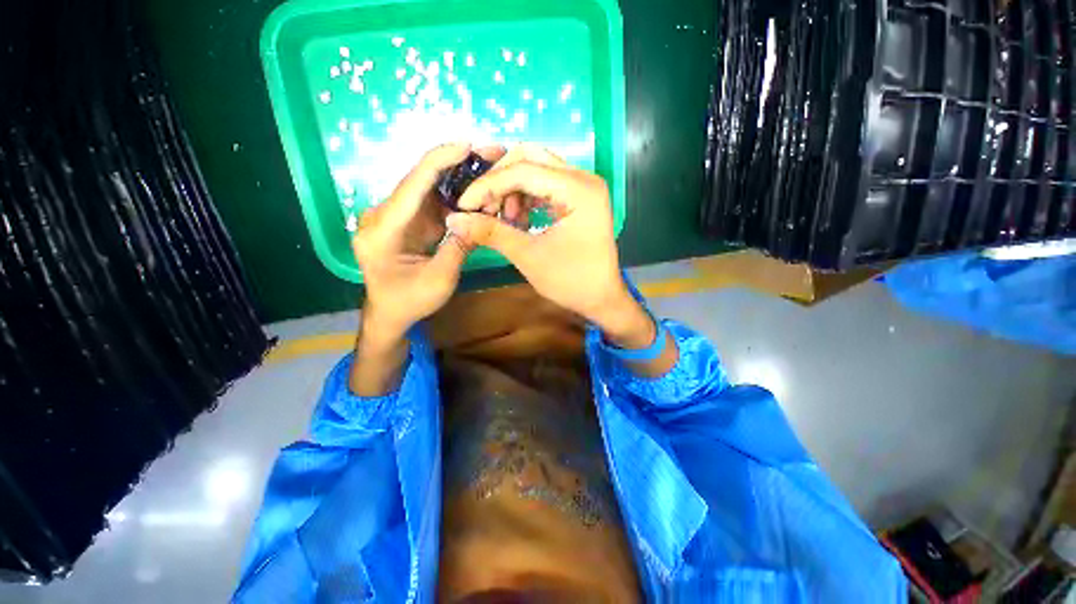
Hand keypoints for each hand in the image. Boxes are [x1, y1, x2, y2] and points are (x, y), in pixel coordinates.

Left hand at [353, 143, 504, 336]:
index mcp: (383, 229)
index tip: (468, 145)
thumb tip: (478, 219)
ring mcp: (397, 216)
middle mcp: (385, 215)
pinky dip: (456, 197)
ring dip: (459, 178)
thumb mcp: (438, 281)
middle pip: (421, 179)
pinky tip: (477, 192)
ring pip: (430, 188)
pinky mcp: (409, 222)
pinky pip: (434, 202)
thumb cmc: (409, 302)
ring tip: (489, 169)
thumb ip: (458, 248)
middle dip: (456, 164)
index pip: (413, 184)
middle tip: (490, 154)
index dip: (440, 161)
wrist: (389, 313)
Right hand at [444, 145, 651, 345]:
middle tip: (484, 208)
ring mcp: (583, 186)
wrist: (602, 299)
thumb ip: (491, 233)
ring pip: (537, 168)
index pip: (523, 170)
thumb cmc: (571, 282)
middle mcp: (584, 178)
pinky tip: (518, 220)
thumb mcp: (528, 256)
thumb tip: (453, 220)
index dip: (488, 185)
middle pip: (530, 157)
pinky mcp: (580, 197)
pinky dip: (526, 197)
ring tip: (504, 220)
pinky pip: (545, 185)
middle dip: (500, 180)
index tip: (464, 205)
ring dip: (512, 189)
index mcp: (578, 189)